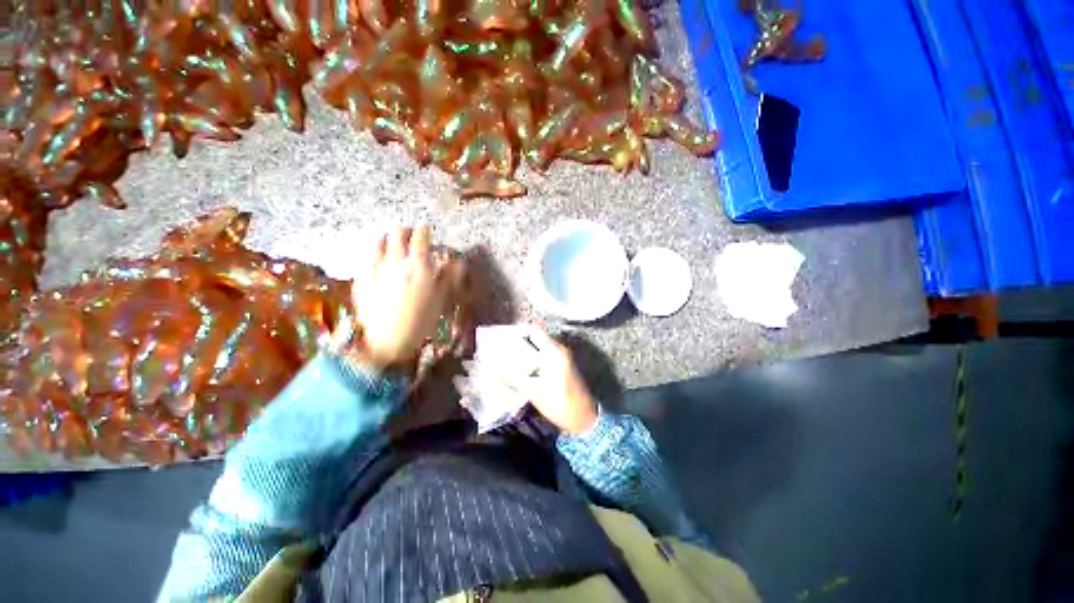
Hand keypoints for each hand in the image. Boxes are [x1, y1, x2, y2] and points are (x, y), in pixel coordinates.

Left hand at [351, 227, 452, 369]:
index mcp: (419, 266)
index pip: (421, 236)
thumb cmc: (420, 321)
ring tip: (394, 247)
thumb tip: (457, 263)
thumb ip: (448, 277)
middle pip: (398, 232)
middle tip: (411, 239)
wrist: (386, 341)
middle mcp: (396, 261)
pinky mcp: (362, 277)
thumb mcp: (440, 300)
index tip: (427, 231)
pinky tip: (379, 262)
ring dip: (389, 240)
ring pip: (379, 240)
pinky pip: (367, 256)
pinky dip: (375, 253)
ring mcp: (376, 268)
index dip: (425, 231)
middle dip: (406, 232)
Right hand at [504, 327, 598, 434]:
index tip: (503, 336)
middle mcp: (560, 350)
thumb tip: (494, 369)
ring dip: (526, 351)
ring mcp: (563, 358)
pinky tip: (522, 368)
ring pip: (541, 347)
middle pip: (536, 338)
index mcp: (554, 351)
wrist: (583, 419)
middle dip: (519, 341)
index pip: (534, 331)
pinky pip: (545, 356)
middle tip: (502, 348)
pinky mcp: (563, 366)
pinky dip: (533, 358)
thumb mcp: (533, 392)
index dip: (518, 330)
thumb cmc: (559, 403)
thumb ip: (512, 379)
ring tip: (508, 358)